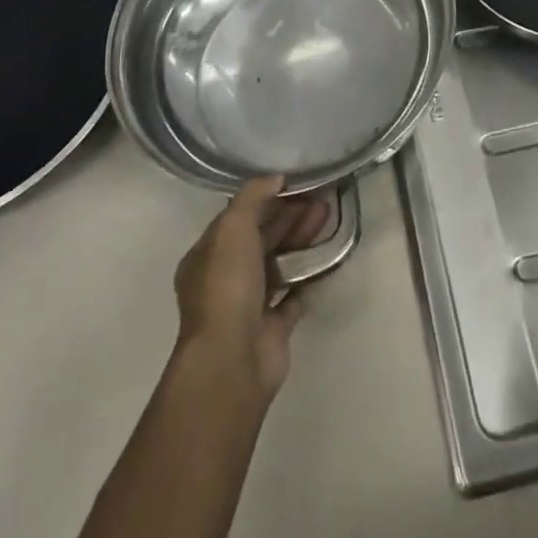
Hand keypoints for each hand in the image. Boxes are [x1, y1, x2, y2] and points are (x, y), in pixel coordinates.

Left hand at [172, 176, 333, 405]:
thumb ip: (253, 196)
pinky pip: (295, 295)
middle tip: (322, 199)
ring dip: (302, 240)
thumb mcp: (233, 227)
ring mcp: (249, 305)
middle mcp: (225, 278)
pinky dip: (311, 277)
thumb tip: (276, 177)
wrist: (232, 360)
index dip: (266, 199)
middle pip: (261, 238)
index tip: (296, 184)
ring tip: (329, 218)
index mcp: (207, 255)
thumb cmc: (226, 285)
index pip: (238, 218)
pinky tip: (330, 257)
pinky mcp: (273, 328)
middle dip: (290, 216)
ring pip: (280, 263)